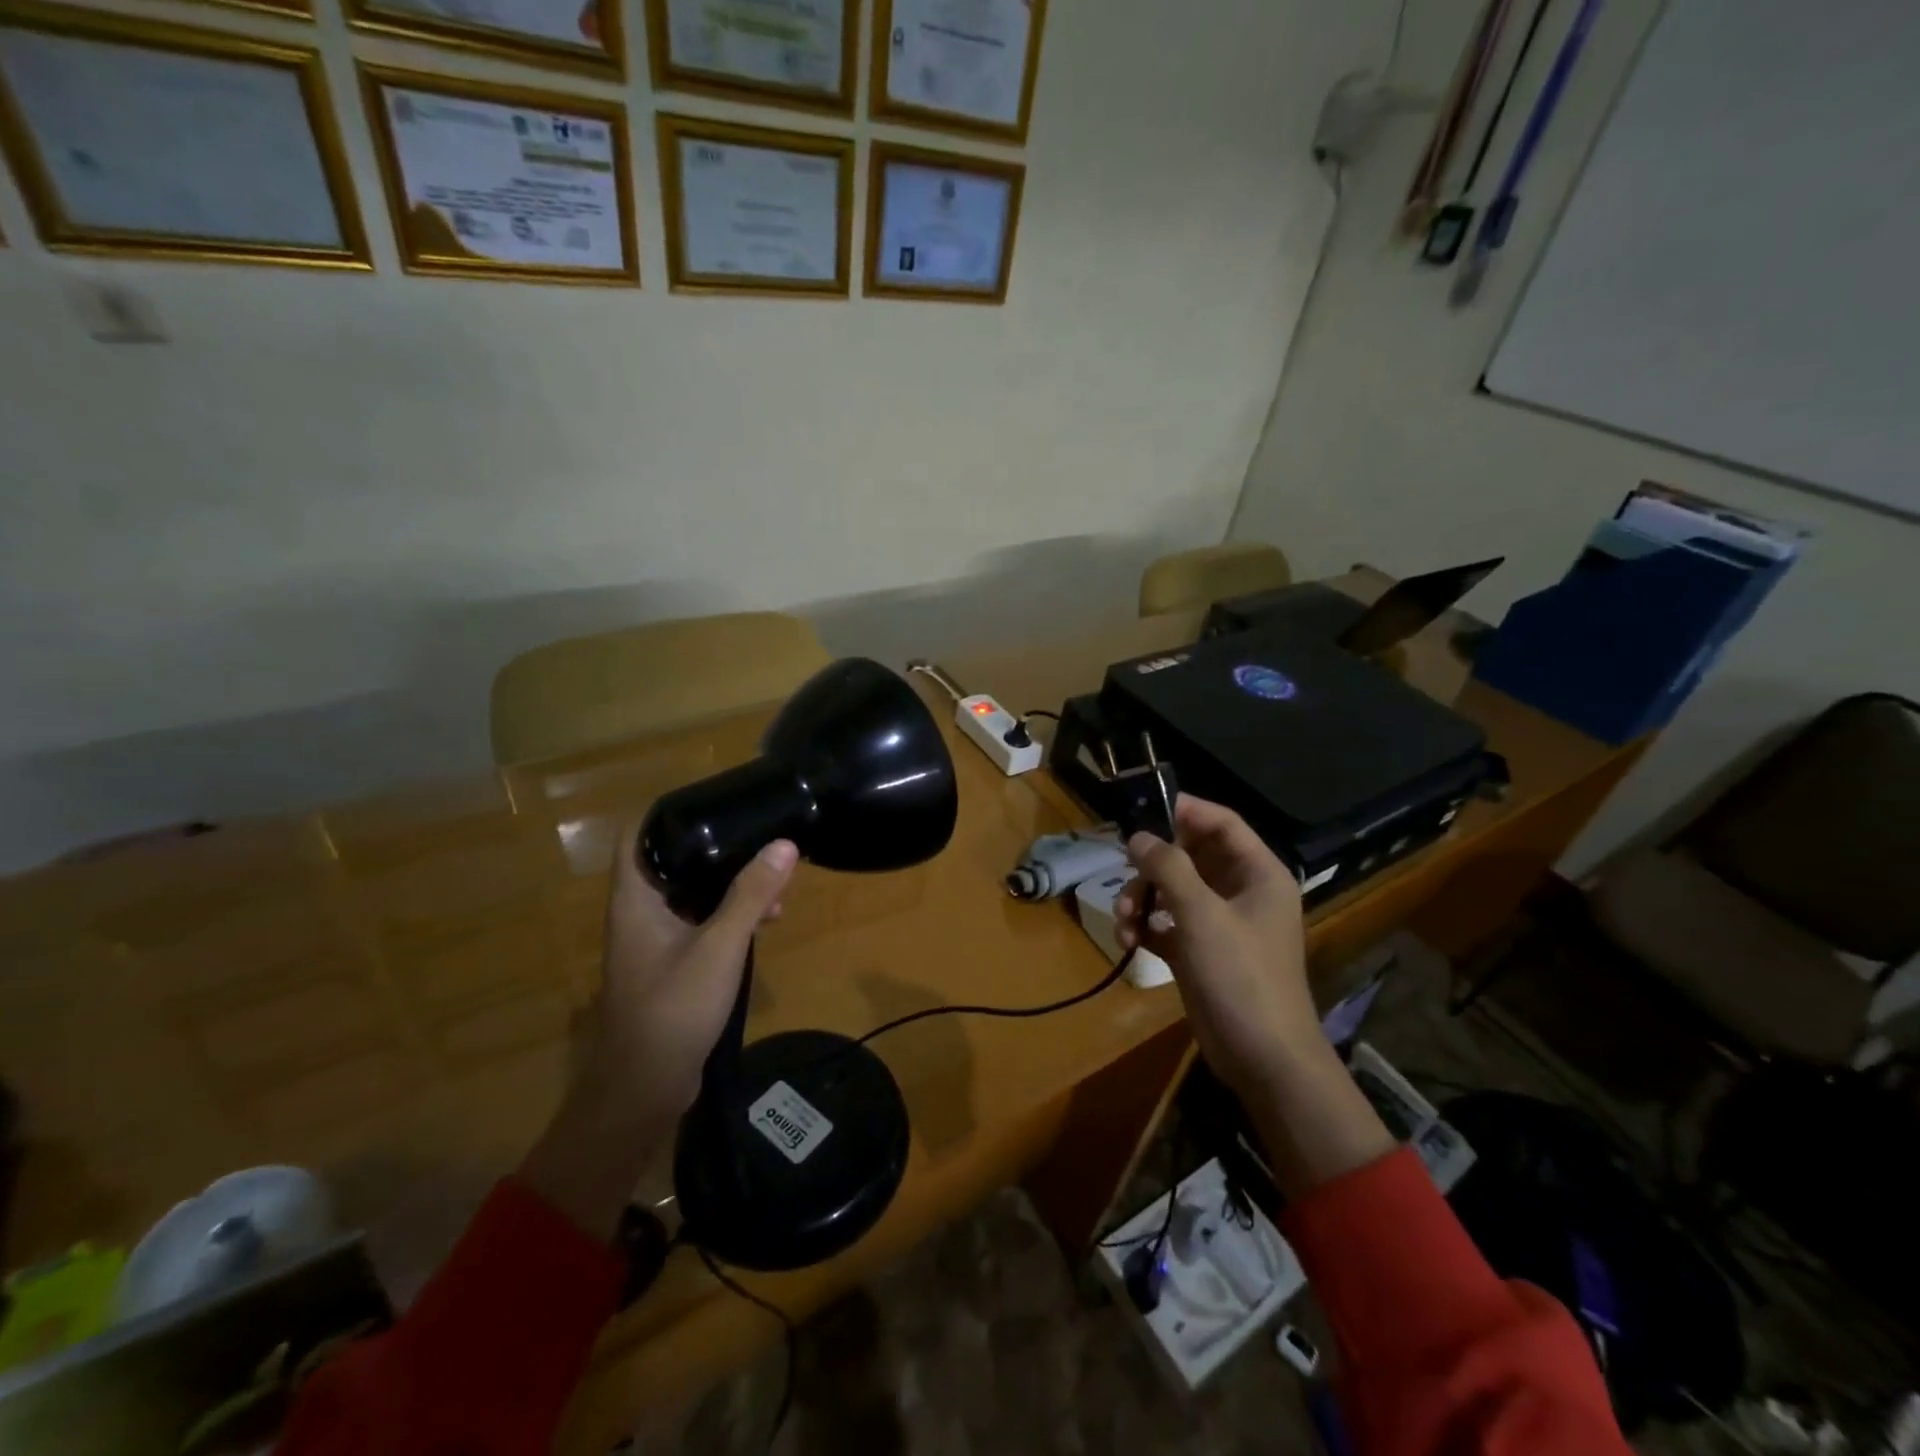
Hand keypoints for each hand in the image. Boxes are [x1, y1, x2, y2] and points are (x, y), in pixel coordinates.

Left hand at [518, 831, 797, 1238]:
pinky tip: (766, 921)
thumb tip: (784, 844)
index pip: (638, 835)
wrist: (644, 1090)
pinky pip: (702, 922)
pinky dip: (731, 915)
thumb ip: (751, 895)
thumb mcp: (719, 947)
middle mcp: (641, 912)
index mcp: (636, 899)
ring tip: (777, 886)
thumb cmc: (673, 1009)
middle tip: (763, 842)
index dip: (669, 811)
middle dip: (720, 849)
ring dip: (732, 885)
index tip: (714, 798)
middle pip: (676, 861)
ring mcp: (656, 939)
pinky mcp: (674, 963)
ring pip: (695, 894)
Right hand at [1114, 795, 1315, 1102]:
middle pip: (1190, 856)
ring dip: (1143, 898)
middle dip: (1153, 864)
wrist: (1263, 1058)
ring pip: (1173, 890)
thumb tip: (1138, 836)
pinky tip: (1129, 940)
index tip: (1142, 809)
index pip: (1222, 823)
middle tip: (1123, 869)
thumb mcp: (1202, 915)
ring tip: (1124, 918)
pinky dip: (1146, 926)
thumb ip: (1168, 868)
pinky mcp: (1200, 951)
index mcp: (1258, 874)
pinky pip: (1167, 923)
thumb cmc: (1241, 976)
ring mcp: (1220, 923)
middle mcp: (1241, 892)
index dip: (1185, 811)